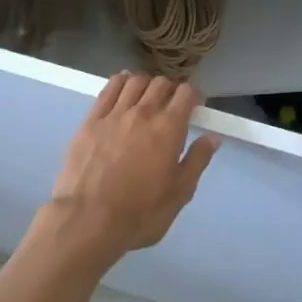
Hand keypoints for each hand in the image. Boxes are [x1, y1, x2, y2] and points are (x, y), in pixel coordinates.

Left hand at [39, 74, 219, 268]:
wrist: (88, 220)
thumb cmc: (139, 213)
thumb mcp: (179, 194)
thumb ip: (197, 161)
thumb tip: (213, 138)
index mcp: (168, 128)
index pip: (186, 93)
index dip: (194, 96)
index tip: (195, 106)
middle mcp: (143, 112)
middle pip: (161, 83)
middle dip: (171, 89)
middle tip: (171, 104)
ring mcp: (114, 113)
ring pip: (135, 81)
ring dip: (146, 83)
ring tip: (147, 95)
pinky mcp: (91, 120)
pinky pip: (108, 89)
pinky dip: (120, 81)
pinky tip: (123, 84)